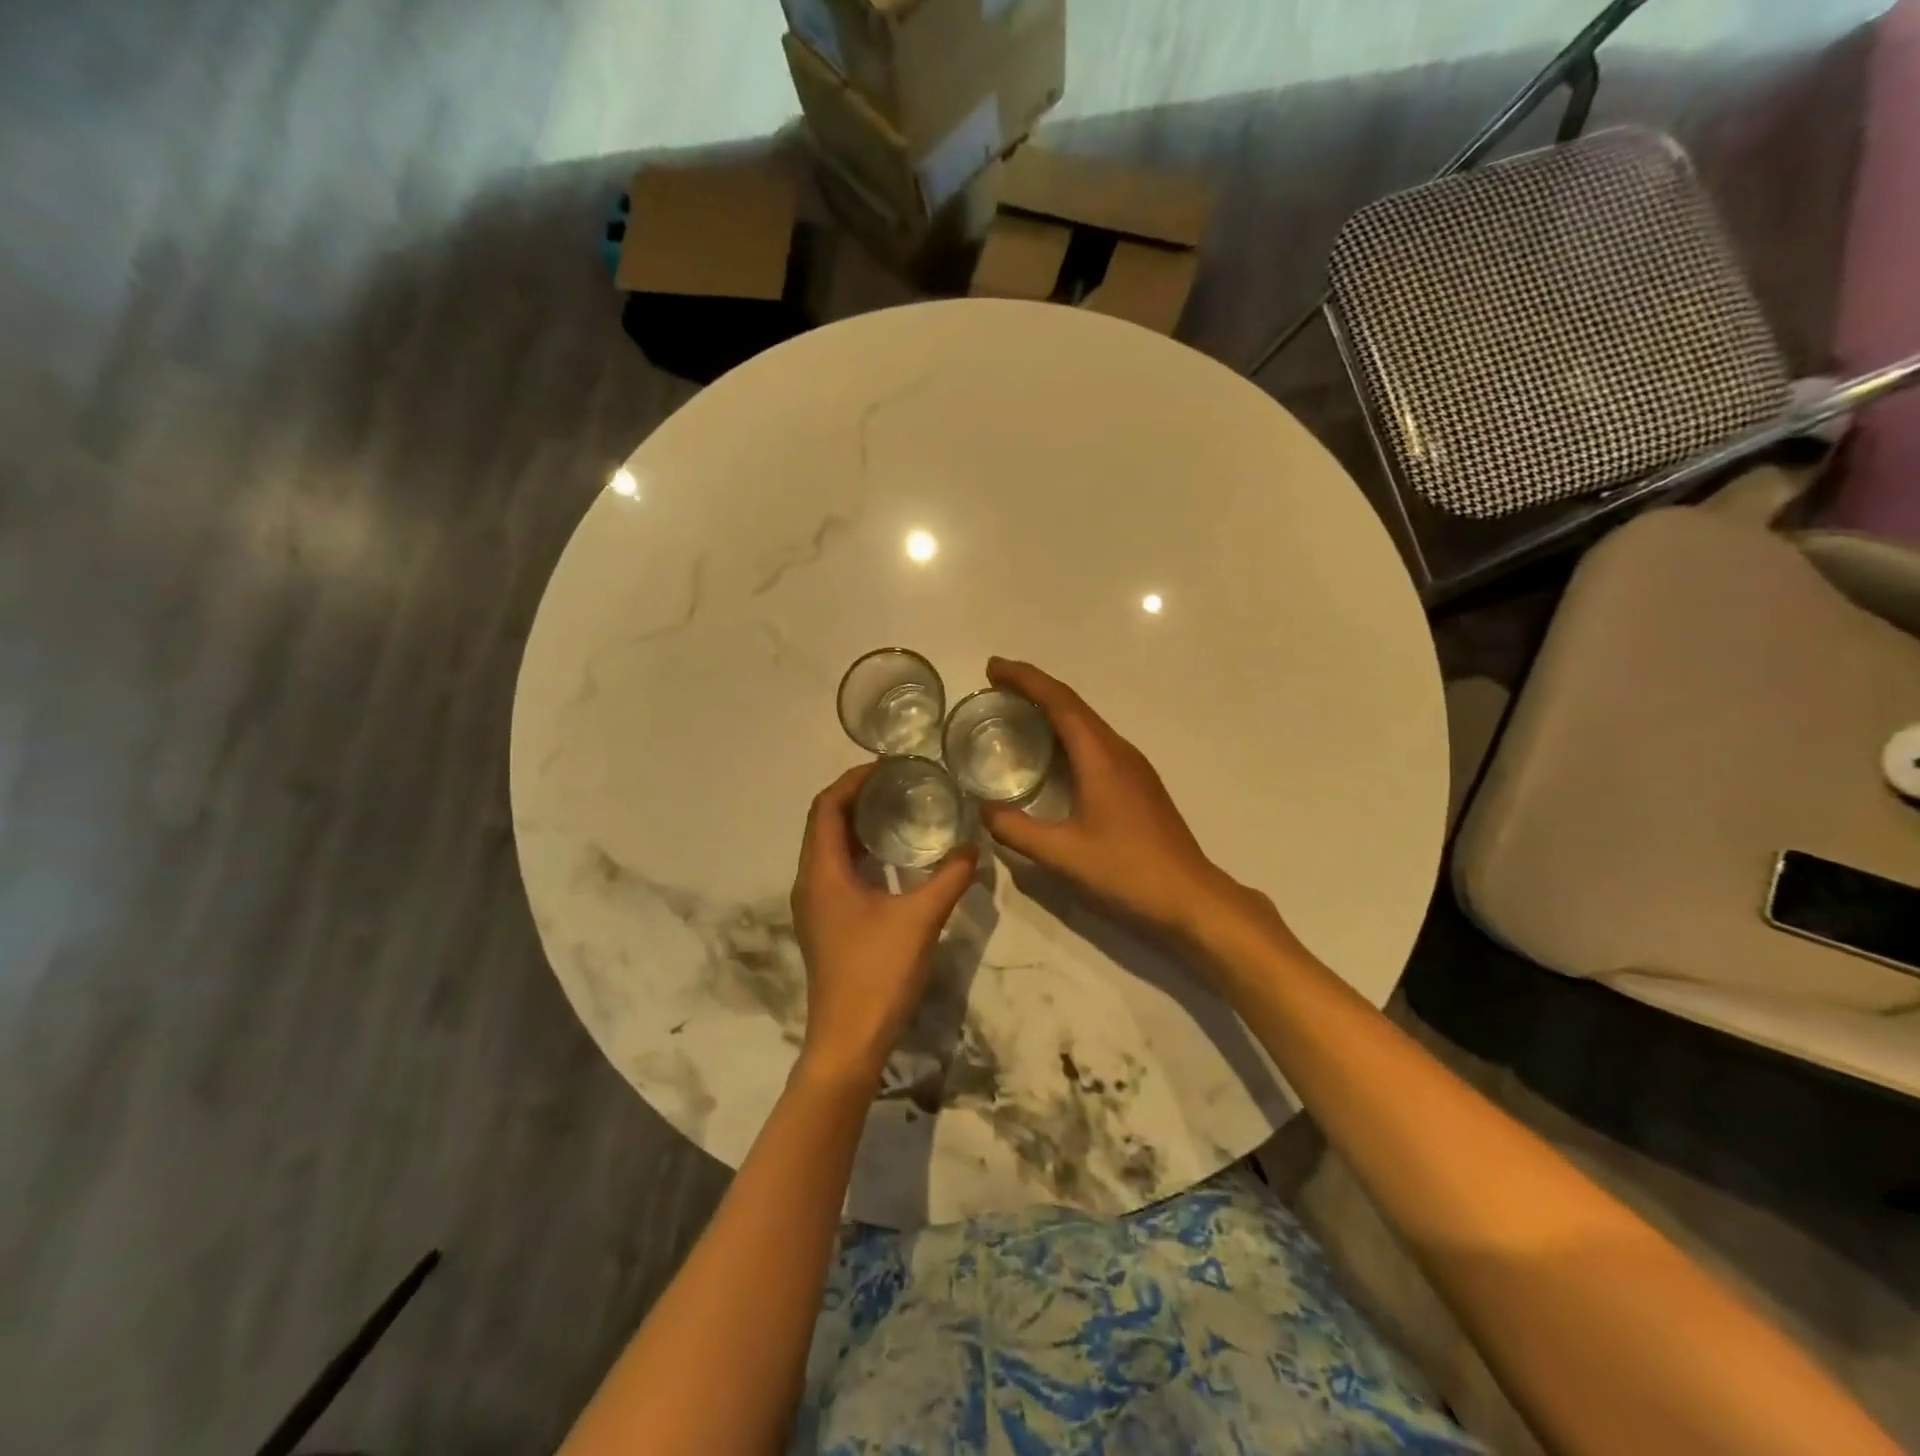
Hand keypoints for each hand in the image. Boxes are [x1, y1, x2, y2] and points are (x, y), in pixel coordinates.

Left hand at [790, 765, 978, 1084]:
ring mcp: (816, 904)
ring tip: (900, 808)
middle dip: (858, 796)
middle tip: (900, 782)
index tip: (889, 767)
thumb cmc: (877, 974)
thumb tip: (974, 848)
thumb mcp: (921, 920)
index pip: (826, 806)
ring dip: (858, 823)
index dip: (853, 780)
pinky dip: (861, 851)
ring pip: (830, 846)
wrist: (849, 1041)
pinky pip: (838, 869)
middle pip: (825, 822)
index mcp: (822, 872)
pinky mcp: (827, 921)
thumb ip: (950, 878)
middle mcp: (811, 881)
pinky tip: (895, 856)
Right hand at [978, 658, 1244, 941]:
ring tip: (1017, 713)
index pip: (1059, 702)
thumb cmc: (1127, 871)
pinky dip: (1067, 735)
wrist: (1190, 898)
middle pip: (1073, 705)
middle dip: (1034, 689)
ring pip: (1087, 724)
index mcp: (1100, 757)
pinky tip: (1053, 756)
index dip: (1025, 679)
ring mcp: (1133, 767)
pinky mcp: (1138, 785)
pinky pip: (1096, 744)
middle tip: (996, 687)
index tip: (993, 668)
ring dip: (1052, 711)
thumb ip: (1017, 830)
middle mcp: (1119, 751)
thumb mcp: (1062, 855)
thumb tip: (984, 811)